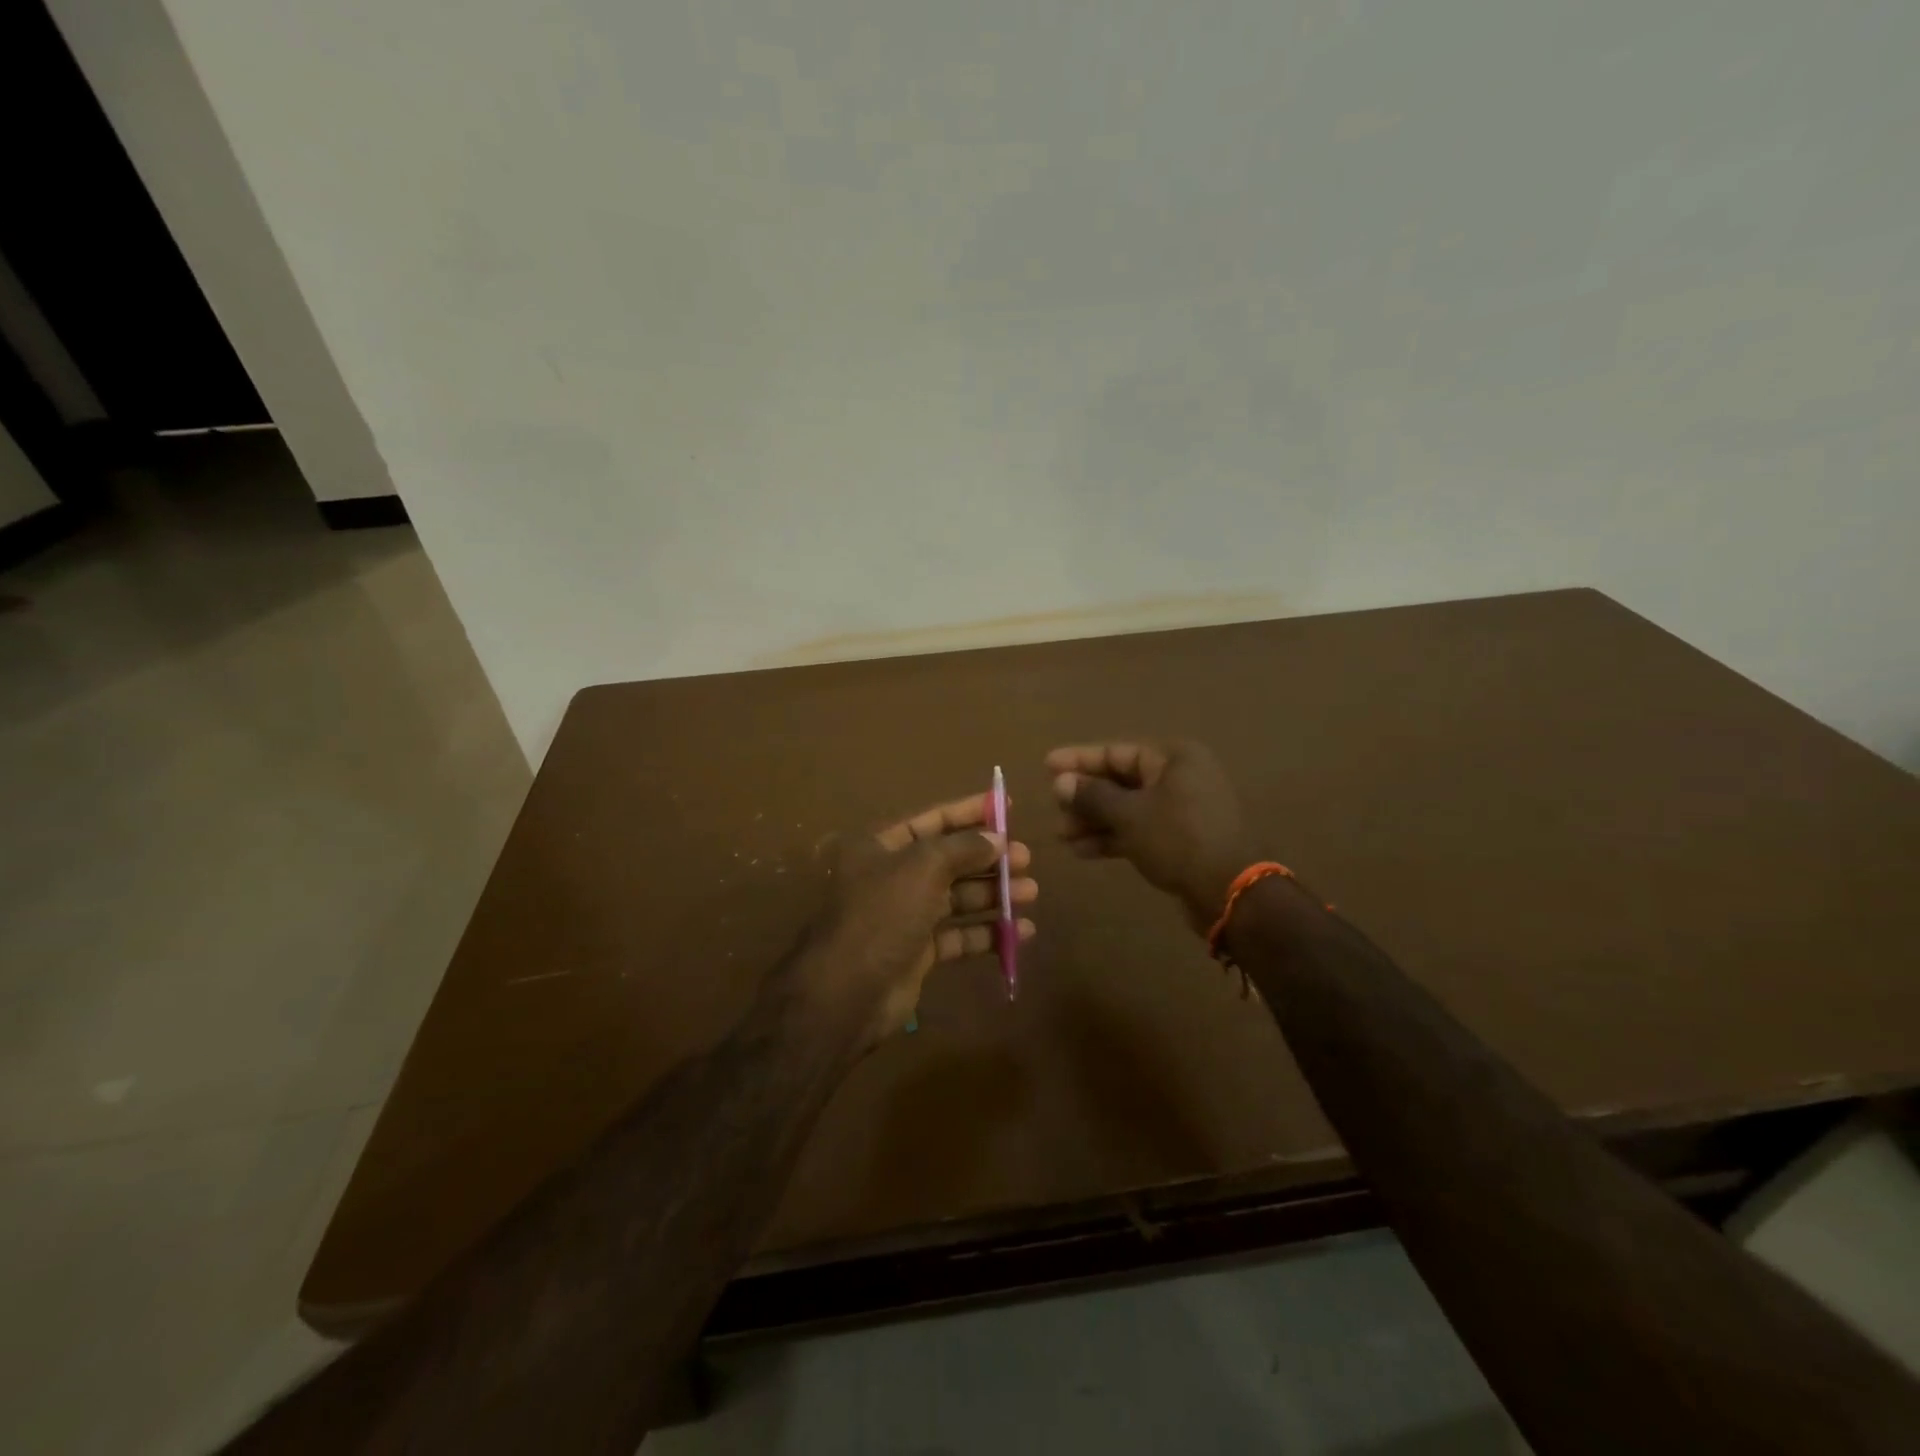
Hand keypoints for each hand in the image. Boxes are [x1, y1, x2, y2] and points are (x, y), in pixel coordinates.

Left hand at [806, 792, 1037, 1045]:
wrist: (847, 993)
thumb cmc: (882, 915)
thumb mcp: (922, 867)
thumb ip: (963, 847)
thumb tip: (996, 838)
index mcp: (880, 846)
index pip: (932, 819)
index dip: (970, 811)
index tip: (1007, 806)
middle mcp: (891, 876)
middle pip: (948, 859)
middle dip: (988, 857)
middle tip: (1026, 859)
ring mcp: (904, 915)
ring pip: (957, 897)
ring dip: (993, 893)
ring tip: (1030, 893)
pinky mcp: (917, 952)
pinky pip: (958, 935)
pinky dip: (987, 933)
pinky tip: (1020, 933)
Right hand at [1046, 740, 1253, 933]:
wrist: (1231, 892)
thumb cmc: (1178, 840)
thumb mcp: (1129, 815)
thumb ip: (1092, 796)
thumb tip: (1061, 782)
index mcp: (1173, 758)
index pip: (1116, 752)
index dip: (1079, 759)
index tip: (1047, 765)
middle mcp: (1179, 777)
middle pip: (1120, 780)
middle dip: (1085, 797)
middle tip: (1055, 809)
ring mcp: (1182, 809)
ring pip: (1128, 807)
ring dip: (1094, 820)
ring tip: (1062, 836)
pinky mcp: (1180, 838)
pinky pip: (1139, 829)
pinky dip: (1113, 837)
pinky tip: (1083, 851)